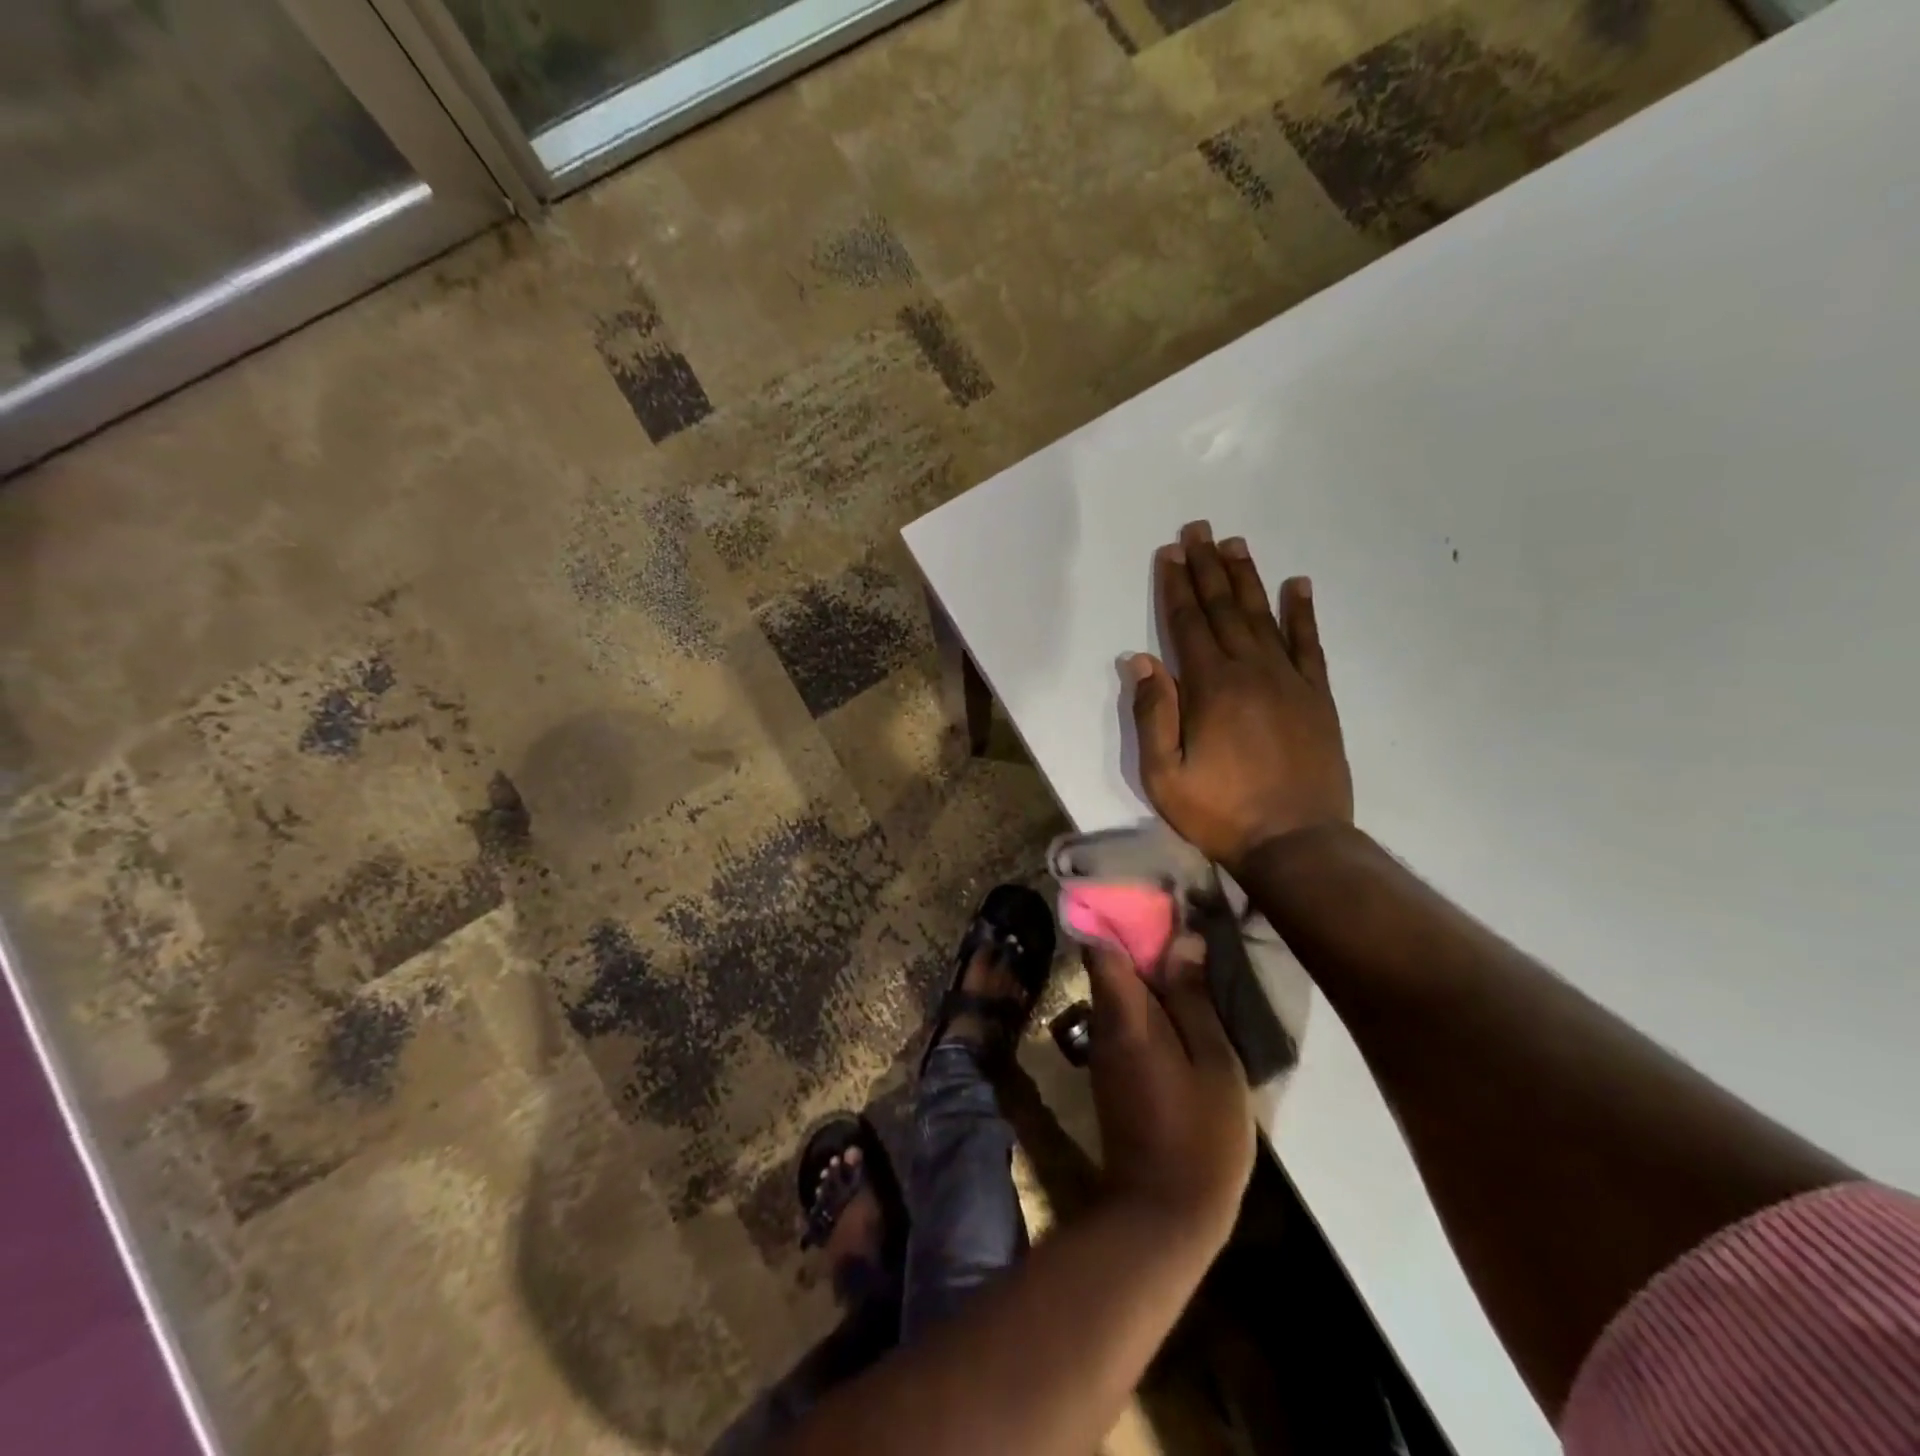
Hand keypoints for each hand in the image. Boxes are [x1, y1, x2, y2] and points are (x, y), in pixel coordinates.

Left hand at [1085, 934, 1253, 1252]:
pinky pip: (1124, 1017)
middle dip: (1135, 938)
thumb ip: (1193, 999)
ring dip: (1144, 970)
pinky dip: (1145, 1001)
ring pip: (1117, 991)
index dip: (1113, 915)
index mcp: (1124, 1015)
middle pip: (1107, 964)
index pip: (1099, 947)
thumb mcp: (1214, 1063)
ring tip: (1185, 951)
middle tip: (1177, 917)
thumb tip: (1182, 939)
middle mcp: (1103, 1023)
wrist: (1162, 1212)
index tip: (1142, 894)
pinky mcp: (1114, 1071)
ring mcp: (1105, 1049)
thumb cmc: (1200, 1136)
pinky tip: (1179, 1001)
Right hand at [1129, 520, 1352, 870]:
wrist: (1297, 842)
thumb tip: (1140, 660)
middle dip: (1207, 567)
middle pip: (1223, 609)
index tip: (1170, 552)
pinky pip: (1309, 644)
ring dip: (1246, 579)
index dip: (1176, 586)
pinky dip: (1302, 612)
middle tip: (1199, 529)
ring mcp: (1289, 680)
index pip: (1187, 624)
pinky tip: (1298, 585)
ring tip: (1235, 544)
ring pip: (1263, 616)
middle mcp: (1250, 671)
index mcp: (1210, 687)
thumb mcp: (1164, 775)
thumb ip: (1153, 714)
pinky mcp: (1317, 697)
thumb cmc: (1220, 812)